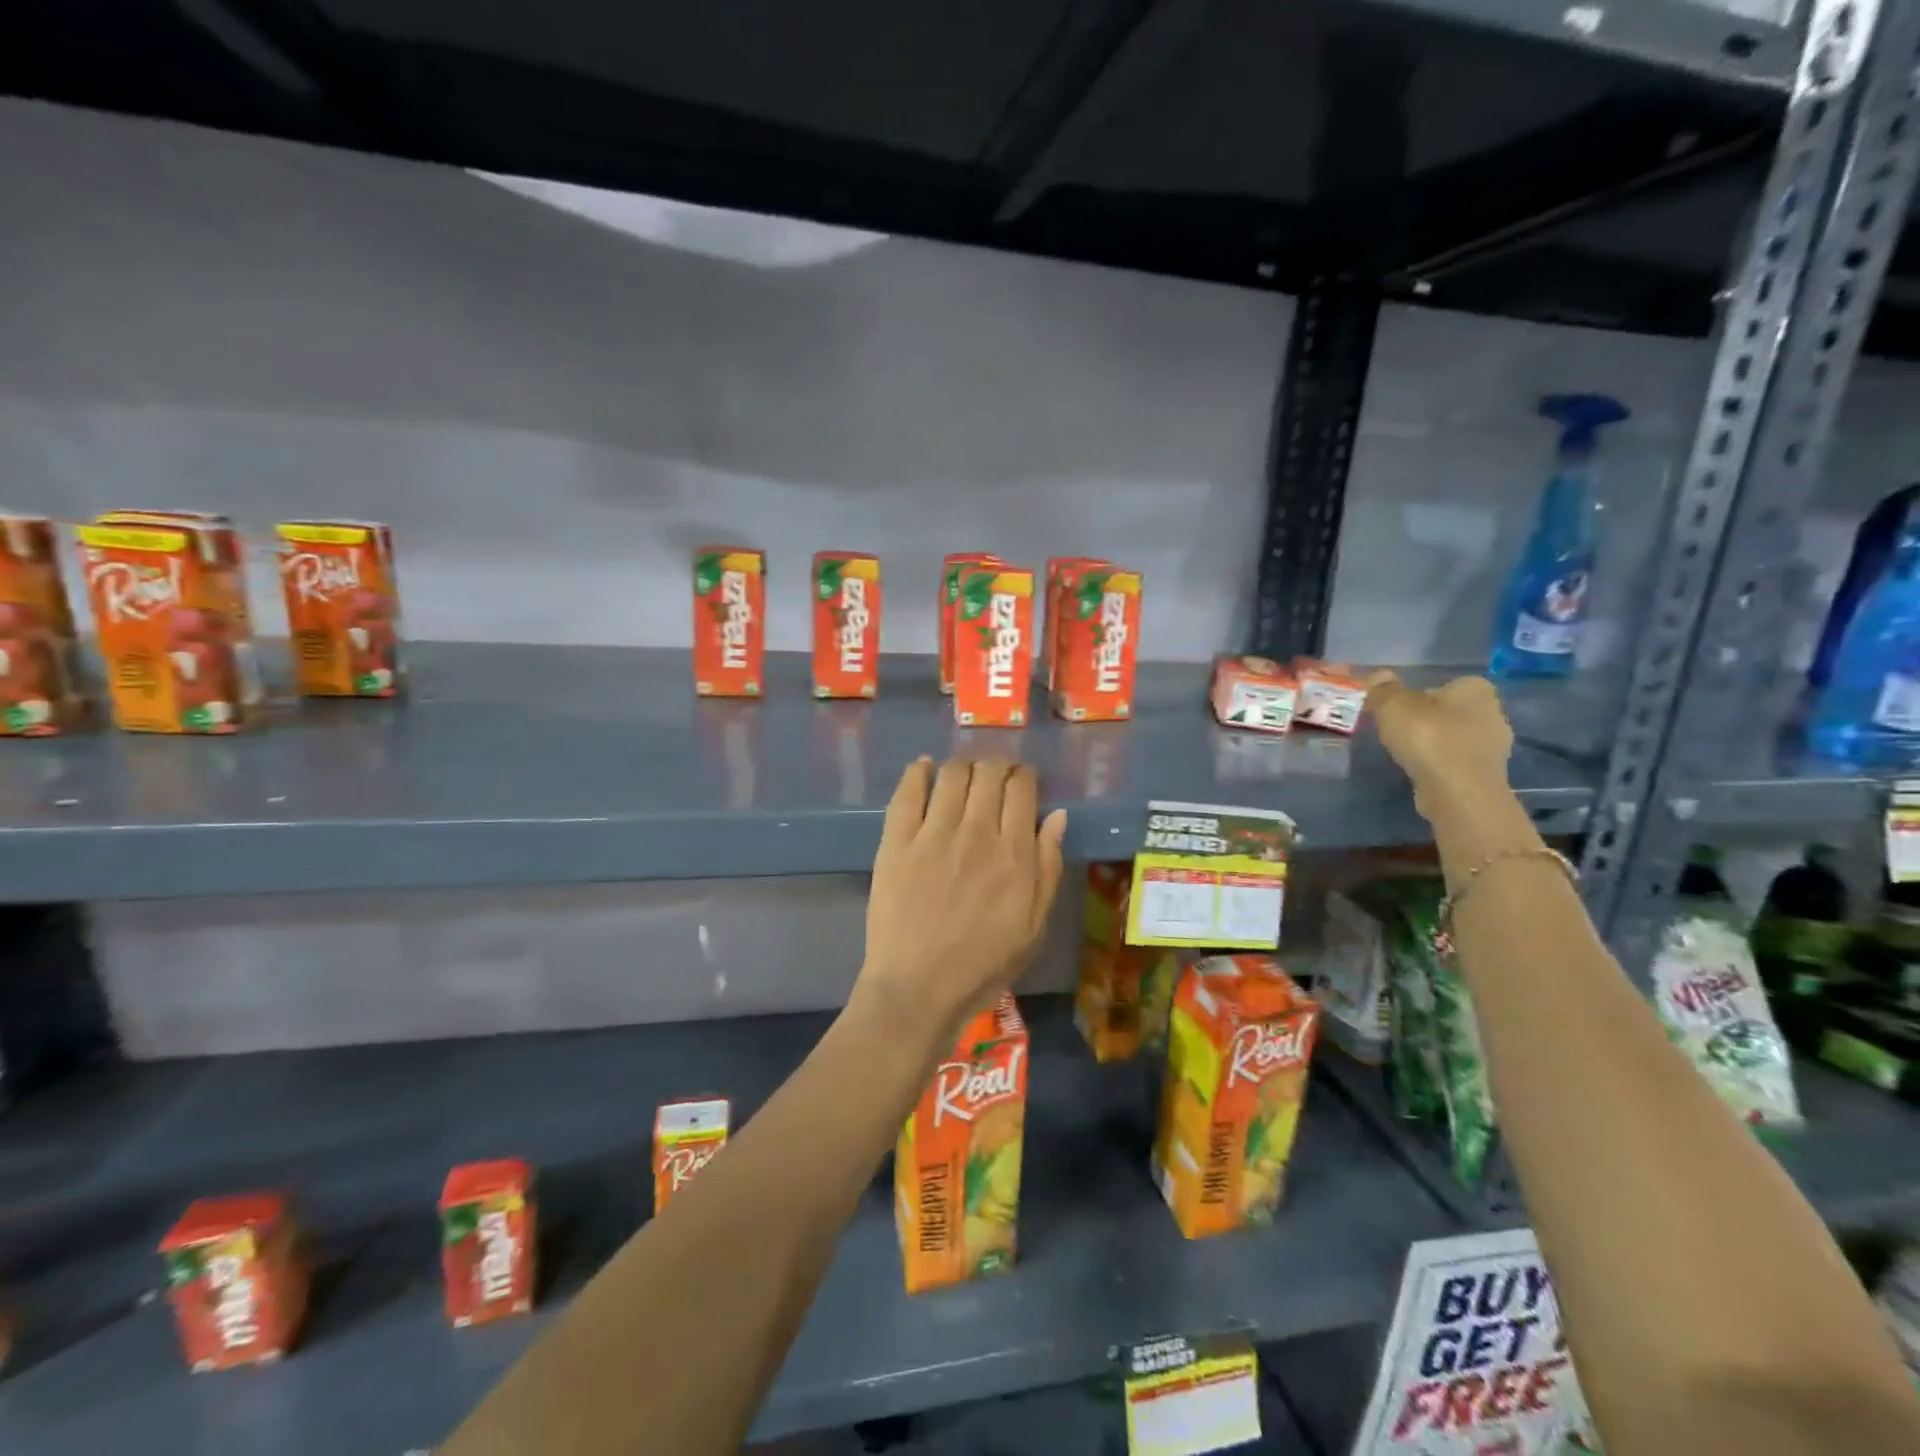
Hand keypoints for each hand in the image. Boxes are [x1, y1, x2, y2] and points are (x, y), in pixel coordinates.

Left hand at [857, 757, 1067, 1047]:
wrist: (918, 989)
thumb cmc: (983, 965)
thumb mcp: (1034, 927)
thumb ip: (1048, 867)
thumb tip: (1057, 816)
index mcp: (1014, 854)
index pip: (1021, 788)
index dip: (1024, 775)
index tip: (1022, 780)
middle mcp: (975, 833)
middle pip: (988, 773)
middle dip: (996, 766)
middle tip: (995, 776)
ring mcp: (932, 835)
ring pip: (952, 774)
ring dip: (963, 766)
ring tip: (963, 776)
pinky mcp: (896, 842)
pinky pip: (907, 792)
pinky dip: (918, 772)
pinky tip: (924, 769)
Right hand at [1365, 671, 1513, 816]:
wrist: (1457, 793)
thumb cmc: (1428, 739)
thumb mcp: (1393, 707)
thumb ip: (1384, 690)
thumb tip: (1378, 675)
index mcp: (1476, 689)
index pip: (1447, 684)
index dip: (1420, 695)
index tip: (1399, 710)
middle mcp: (1493, 712)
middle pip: (1450, 711)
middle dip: (1427, 719)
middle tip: (1398, 731)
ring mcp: (1494, 746)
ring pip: (1454, 737)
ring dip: (1433, 743)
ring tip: (1406, 754)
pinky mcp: (1486, 774)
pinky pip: (1456, 761)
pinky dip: (1439, 764)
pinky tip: (1421, 771)